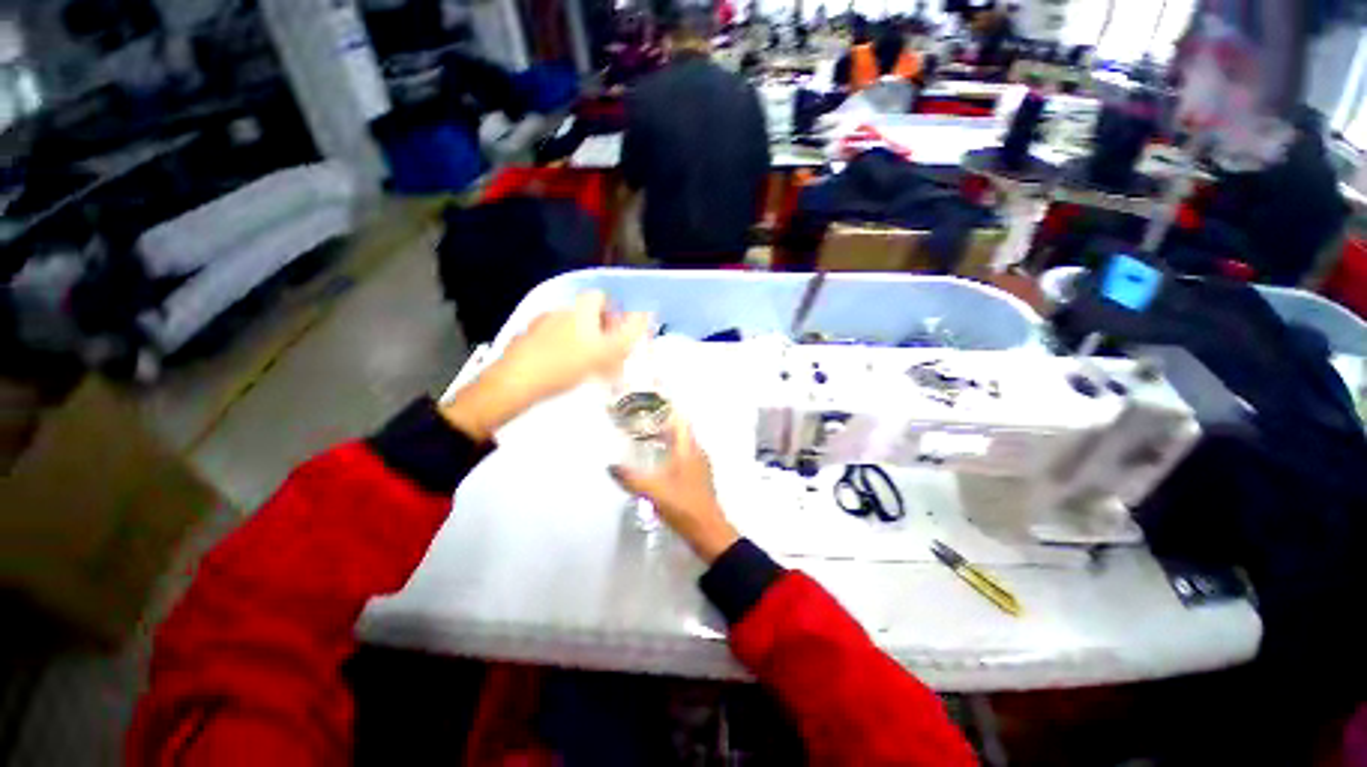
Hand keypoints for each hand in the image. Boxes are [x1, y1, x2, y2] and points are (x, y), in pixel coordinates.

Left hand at [442, 292, 649, 441]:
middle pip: (586, 313)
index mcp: (579, 309)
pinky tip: (563, 369)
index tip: (619, 333)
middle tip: (607, 353)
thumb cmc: (567, 365)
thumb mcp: (607, 351)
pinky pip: (551, 340)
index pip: (600, 297)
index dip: (613, 312)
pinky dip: (562, 350)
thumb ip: (629, 332)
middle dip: (599, 329)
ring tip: (586, 365)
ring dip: (581, 340)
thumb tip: (646, 314)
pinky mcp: (525, 340)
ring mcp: (539, 325)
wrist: (516, 382)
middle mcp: (559, 310)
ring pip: (569, 327)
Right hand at [610, 421, 739, 563]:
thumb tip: (611, 466)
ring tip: (648, 439)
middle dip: (664, 424)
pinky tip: (660, 462)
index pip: (680, 420)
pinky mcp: (700, 476)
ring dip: (669, 438)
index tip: (652, 403)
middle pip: (681, 430)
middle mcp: (696, 452)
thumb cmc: (682, 506)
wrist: (707, 530)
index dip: (668, 410)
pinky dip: (673, 451)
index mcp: (688, 449)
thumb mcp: (652, 491)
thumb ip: (630, 478)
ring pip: (684, 443)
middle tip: (643, 421)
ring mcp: (701, 464)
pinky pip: (685, 455)